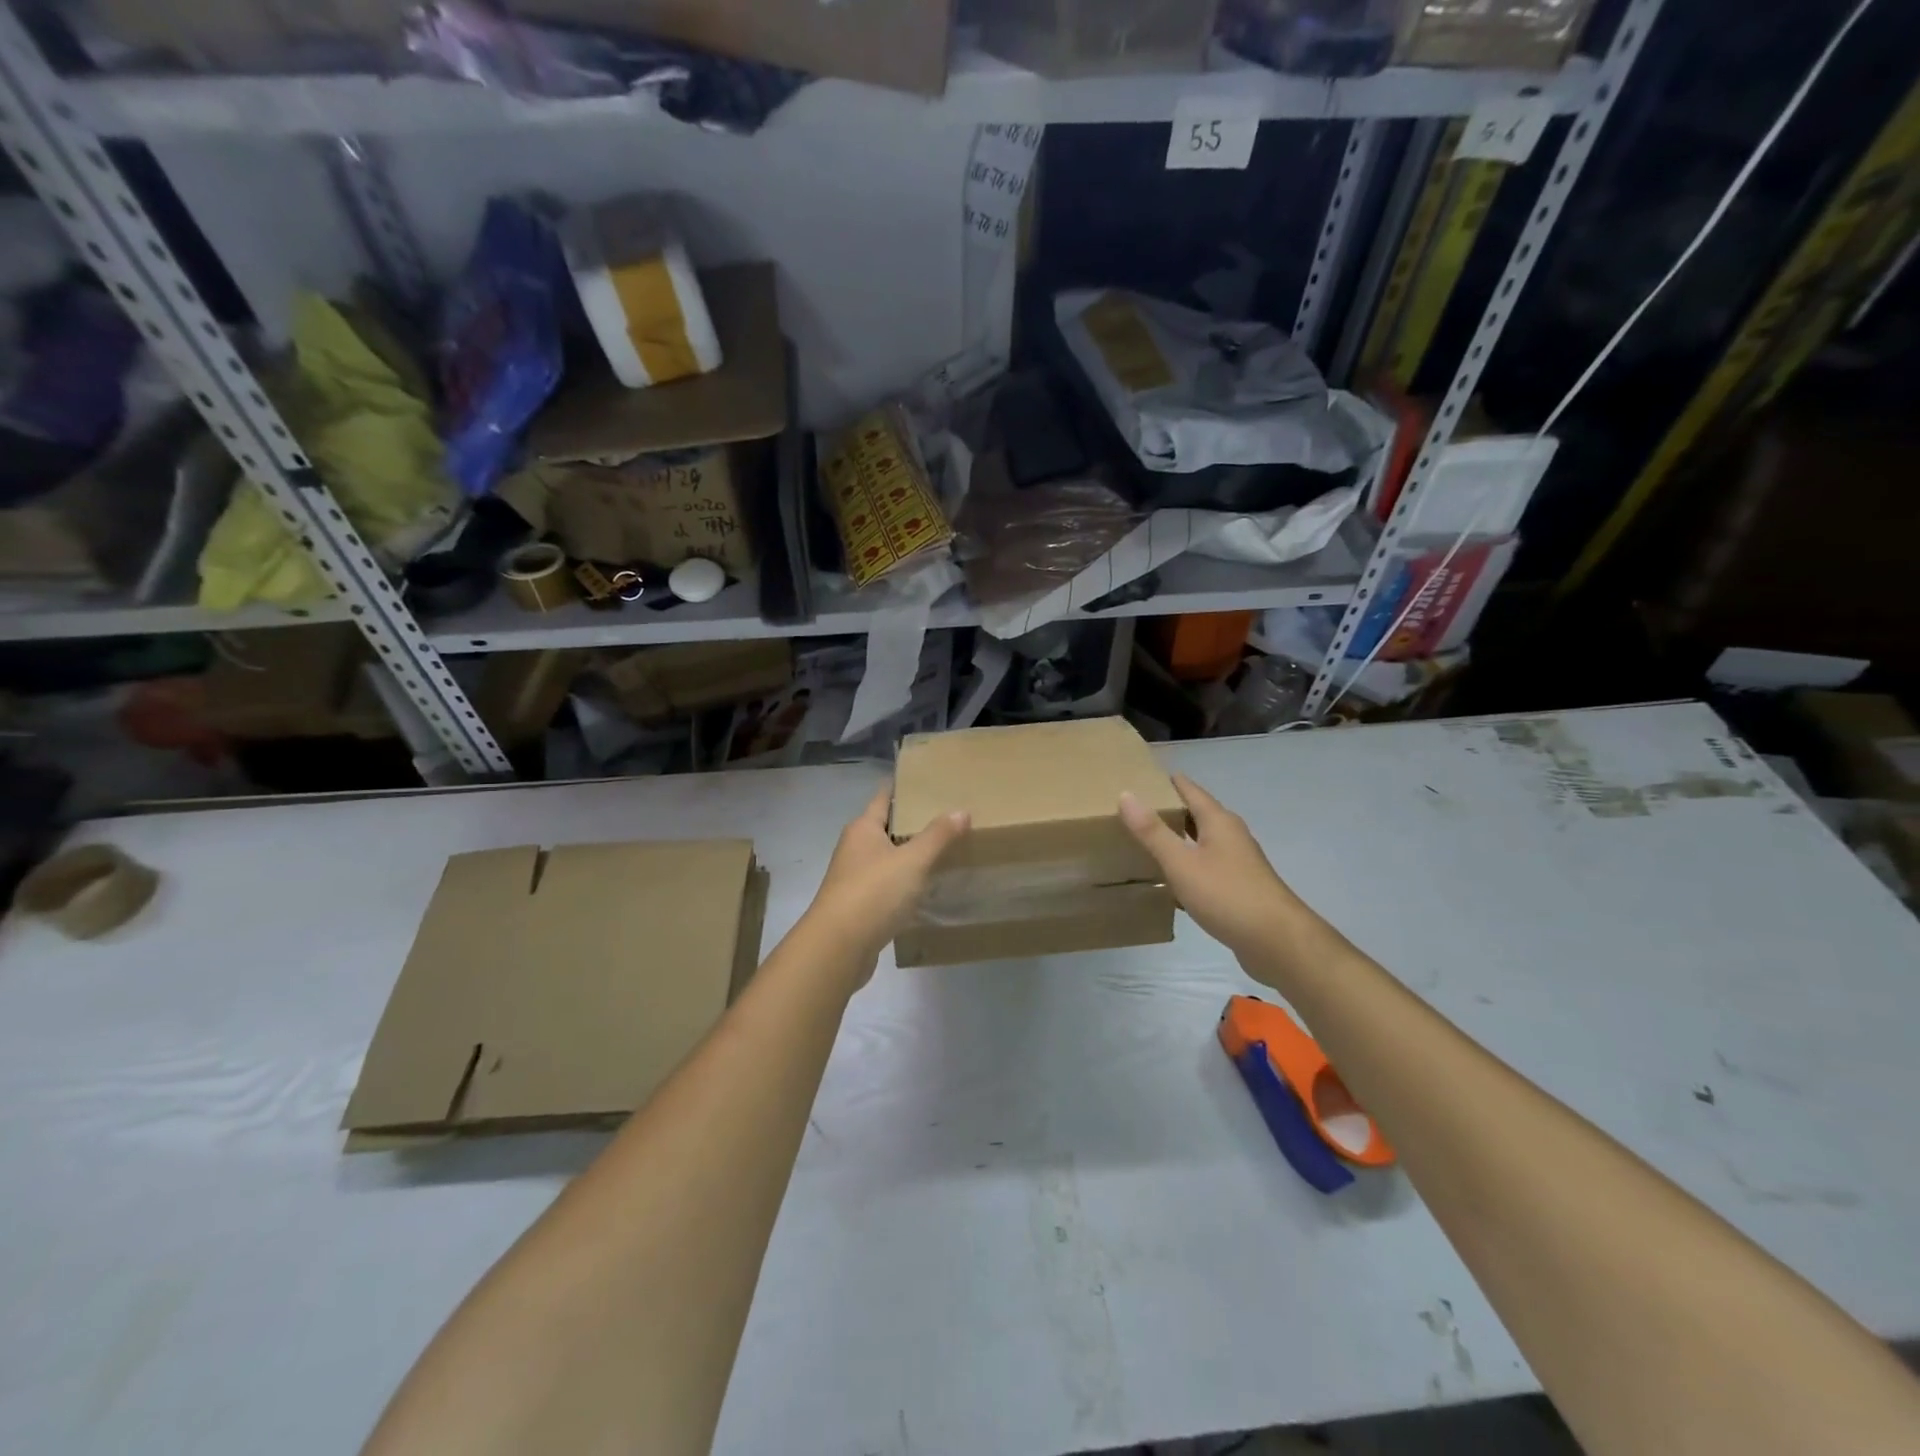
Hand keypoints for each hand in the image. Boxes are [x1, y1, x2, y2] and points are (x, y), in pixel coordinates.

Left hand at [803, 788, 969, 978]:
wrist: (838, 947)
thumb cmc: (874, 892)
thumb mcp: (913, 860)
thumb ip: (938, 836)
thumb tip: (961, 810)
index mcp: (862, 829)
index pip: (883, 798)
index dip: (902, 788)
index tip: (926, 780)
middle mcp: (854, 849)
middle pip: (885, 828)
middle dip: (911, 823)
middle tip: (946, 817)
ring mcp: (854, 879)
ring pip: (886, 859)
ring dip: (909, 856)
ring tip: (943, 851)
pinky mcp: (859, 907)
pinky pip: (886, 887)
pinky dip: (904, 885)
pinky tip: (926, 890)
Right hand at [1119, 773, 1303, 958]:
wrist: (1277, 941)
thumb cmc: (1226, 894)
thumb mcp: (1182, 863)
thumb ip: (1153, 832)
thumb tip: (1126, 794)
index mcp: (1219, 822)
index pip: (1192, 791)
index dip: (1171, 783)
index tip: (1146, 776)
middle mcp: (1232, 836)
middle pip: (1199, 814)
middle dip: (1173, 810)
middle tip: (1140, 808)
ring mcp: (1240, 863)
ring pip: (1205, 841)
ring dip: (1181, 838)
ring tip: (1151, 839)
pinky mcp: (1241, 887)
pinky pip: (1209, 866)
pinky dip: (1190, 864)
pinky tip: (1174, 878)